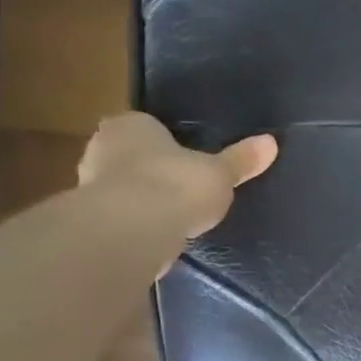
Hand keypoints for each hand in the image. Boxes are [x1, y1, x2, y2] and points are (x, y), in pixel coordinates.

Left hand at [77, 113, 277, 237]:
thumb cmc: (176, 185)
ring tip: (175, 214)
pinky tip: (160, 235)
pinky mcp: (92, 221)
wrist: (132, 231)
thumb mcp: (220, 173)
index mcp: (130, 126)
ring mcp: (89, 186)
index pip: (146, 125)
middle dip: (152, 169)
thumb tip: (271, 142)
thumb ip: (241, 160)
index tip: (187, 157)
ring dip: (142, 198)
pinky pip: (120, 217)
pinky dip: (137, 224)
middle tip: (183, 185)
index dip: (167, 141)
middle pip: (130, 155)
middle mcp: (101, 148)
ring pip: (122, 187)